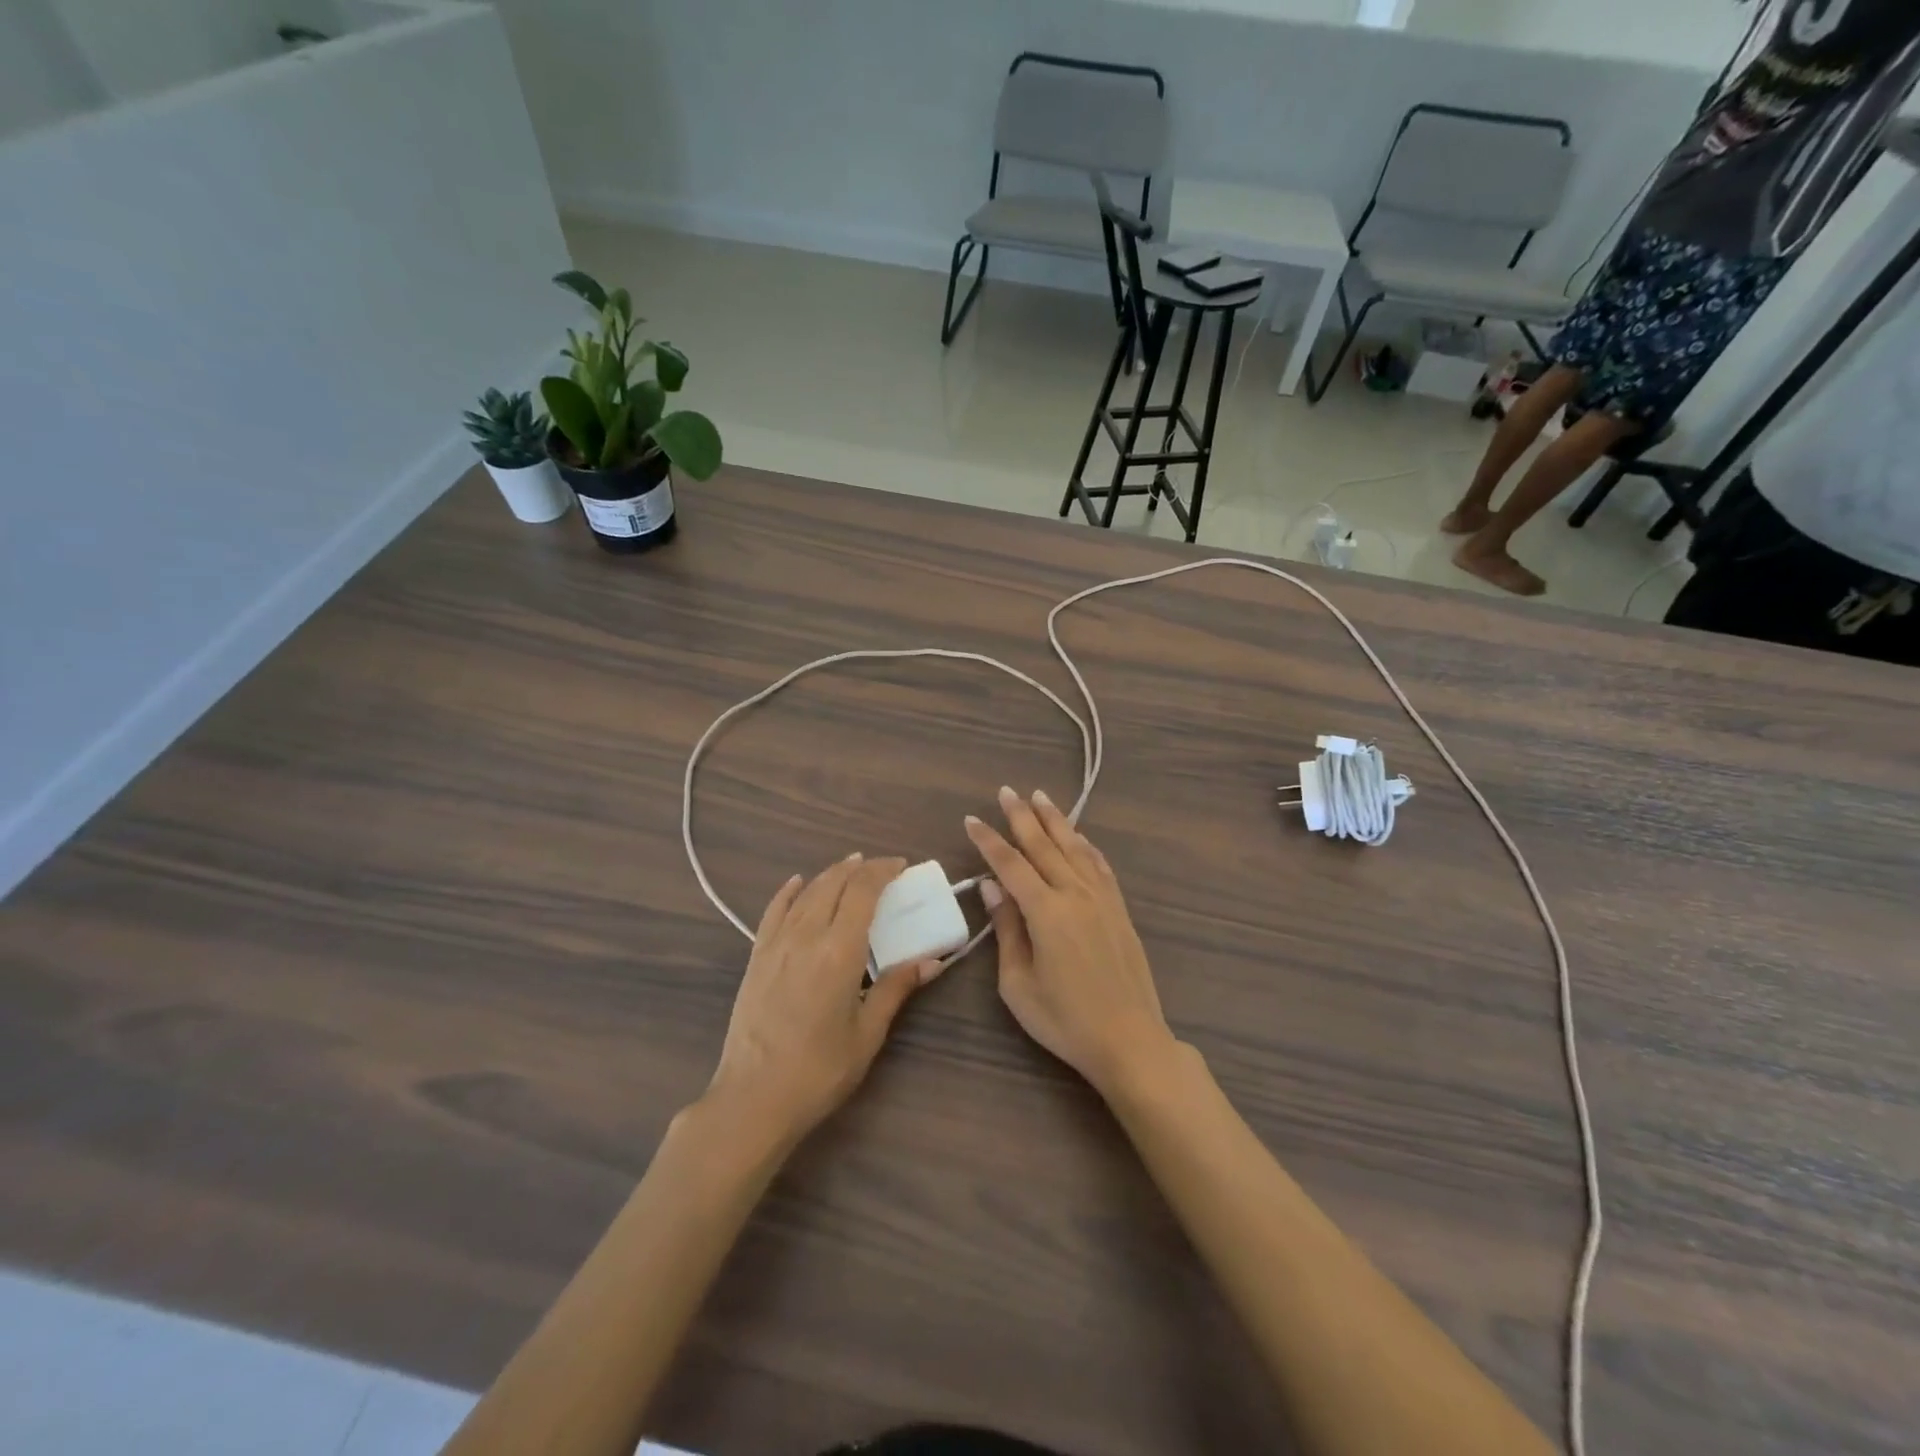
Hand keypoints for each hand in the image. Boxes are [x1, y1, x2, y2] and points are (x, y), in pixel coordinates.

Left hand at [705, 855, 937, 1148]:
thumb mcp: (867, 1033)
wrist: (753, 1098)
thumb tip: (932, 961)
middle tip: (882, 868)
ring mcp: (776, 944)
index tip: (901, 866)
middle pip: (834, 884)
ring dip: (830, 875)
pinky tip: (797, 883)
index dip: (883, 871)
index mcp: (839, 951)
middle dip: (860, 869)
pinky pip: (773, 911)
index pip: (863, 891)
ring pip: (806, 893)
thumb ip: (896, 988)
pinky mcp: (756, 958)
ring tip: (850, 868)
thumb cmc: (819, 1070)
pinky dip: (788, 892)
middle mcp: (806, 936)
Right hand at [965, 788, 1177, 1098]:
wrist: (1130, 1040)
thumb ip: (1006, 930)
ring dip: (1056, 821)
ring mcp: (1102, 900)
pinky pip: (1100, 866)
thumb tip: (992, 887)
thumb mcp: (1019, 984)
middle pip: (1044, 845)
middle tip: (1006, 791)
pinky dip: (1086, 846)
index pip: (1010, 865)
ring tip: (1040, 797)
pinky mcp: (1120, 911)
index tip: (972, 819)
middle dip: (1022, 816)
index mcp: (1046, 912)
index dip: (988, 841)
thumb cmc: (1065, 1020)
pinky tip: (1079, 838)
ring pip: (1075, 848)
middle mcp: (1075, 894)